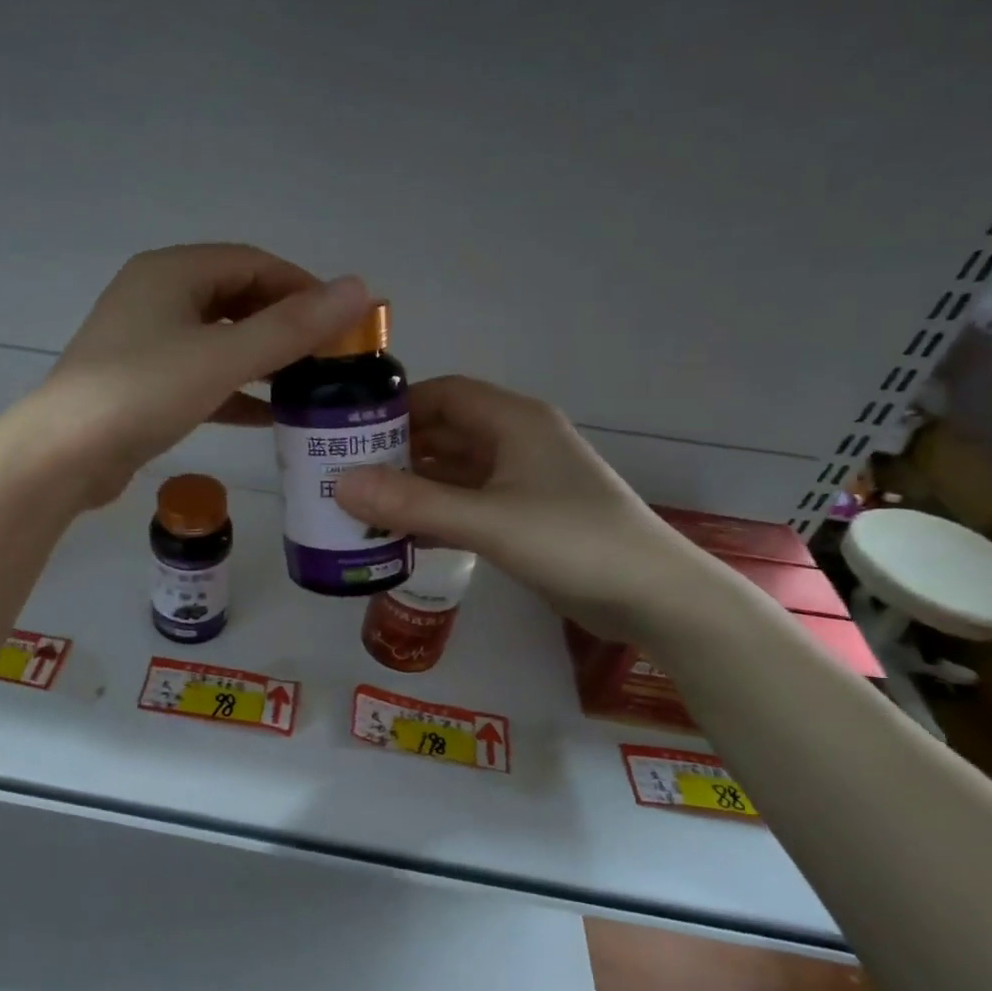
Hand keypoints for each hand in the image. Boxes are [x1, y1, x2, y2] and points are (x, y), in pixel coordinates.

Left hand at [23, 244, 369, 507]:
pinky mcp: (144, 385)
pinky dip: (236, 391)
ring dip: (264, 360)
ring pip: (221, 341)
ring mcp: (147, 343)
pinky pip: (203, 377)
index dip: (303, 286)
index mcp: (172, 272)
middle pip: (237, 300)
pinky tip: (270, 416)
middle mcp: (158, 297)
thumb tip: (358, 288)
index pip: (253, 264)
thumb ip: (292, 327)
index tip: (344, 320)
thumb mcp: (223, 357)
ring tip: (310, 384)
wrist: (62, 455)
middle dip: (286, 325)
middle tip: (331, 356)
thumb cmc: (142, 392)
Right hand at [334, 376, 713, 640]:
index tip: (349, 430)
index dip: (397, 406)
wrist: (652, 596)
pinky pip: (466, 504)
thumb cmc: (572, 541)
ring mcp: (520, 482)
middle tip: (343, 472)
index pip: (444, 394)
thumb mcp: (487, 520)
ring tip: (360, 505)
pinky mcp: (522, 517)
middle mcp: (515, 442)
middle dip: (396, 450)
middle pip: (444, 432)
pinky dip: (434, 514)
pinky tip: (400, 535)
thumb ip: (413, 502)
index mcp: (513, 421)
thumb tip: (339, 485)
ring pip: (453, 472)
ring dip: (412, 486)